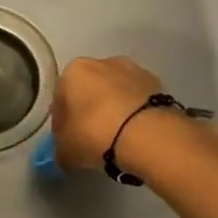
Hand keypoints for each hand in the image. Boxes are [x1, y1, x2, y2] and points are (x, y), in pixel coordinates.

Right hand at [49, 56, 166, 171]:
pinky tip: (135, 135)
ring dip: (113, 110)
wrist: (148, 134)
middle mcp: (102, 63)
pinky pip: (136, 101)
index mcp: (74, 72)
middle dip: (88, 112)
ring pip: (115, 93)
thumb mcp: (66, 151)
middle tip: (91, 139)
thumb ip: (61, 149)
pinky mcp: (157, 83)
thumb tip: (65, 154)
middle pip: (89, 91)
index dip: (61, 122)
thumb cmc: (95, 134)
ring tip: (117, 138)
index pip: (60, 99)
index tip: (67, 140)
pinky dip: (134, 114)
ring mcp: (133, 70)